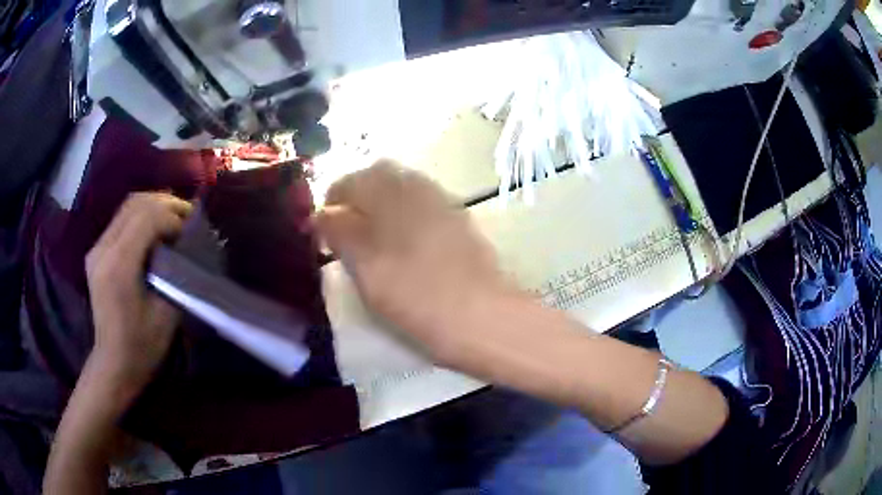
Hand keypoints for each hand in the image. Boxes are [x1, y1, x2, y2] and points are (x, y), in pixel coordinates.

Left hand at [85, 192, 192, 392]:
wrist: (114, 363)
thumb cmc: (143, 346)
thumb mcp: (167, 312)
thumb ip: (176, 272)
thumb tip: (188, 243)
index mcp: (119, 265)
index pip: (148, 218)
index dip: (174, 218)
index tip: (192, 234)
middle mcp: (103, 249)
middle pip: (137, 204)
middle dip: (167, 204)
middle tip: (189, 216)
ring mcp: (97, 248)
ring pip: (128, 206)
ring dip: (155, 206)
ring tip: (175, 218)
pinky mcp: (97, 252)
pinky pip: (121, 219)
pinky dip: (142, 216)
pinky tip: (156, 229)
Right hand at [316, 161, 516, 363]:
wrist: (481, 315)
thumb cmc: (414, 293)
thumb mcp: (364, 266)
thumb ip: (339, 233)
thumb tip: (322, 214)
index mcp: (389, 190)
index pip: (348, 182)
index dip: (331, 205)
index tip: (324, 233)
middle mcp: (417, 185)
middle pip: (378, 177)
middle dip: (358, 199)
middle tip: (349, 234)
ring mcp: (443, 201)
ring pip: (402, 191)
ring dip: (382, 206)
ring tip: (375, 242)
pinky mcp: (460, 221)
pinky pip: (423, 207)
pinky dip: (406, 217)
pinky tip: (407, 247)